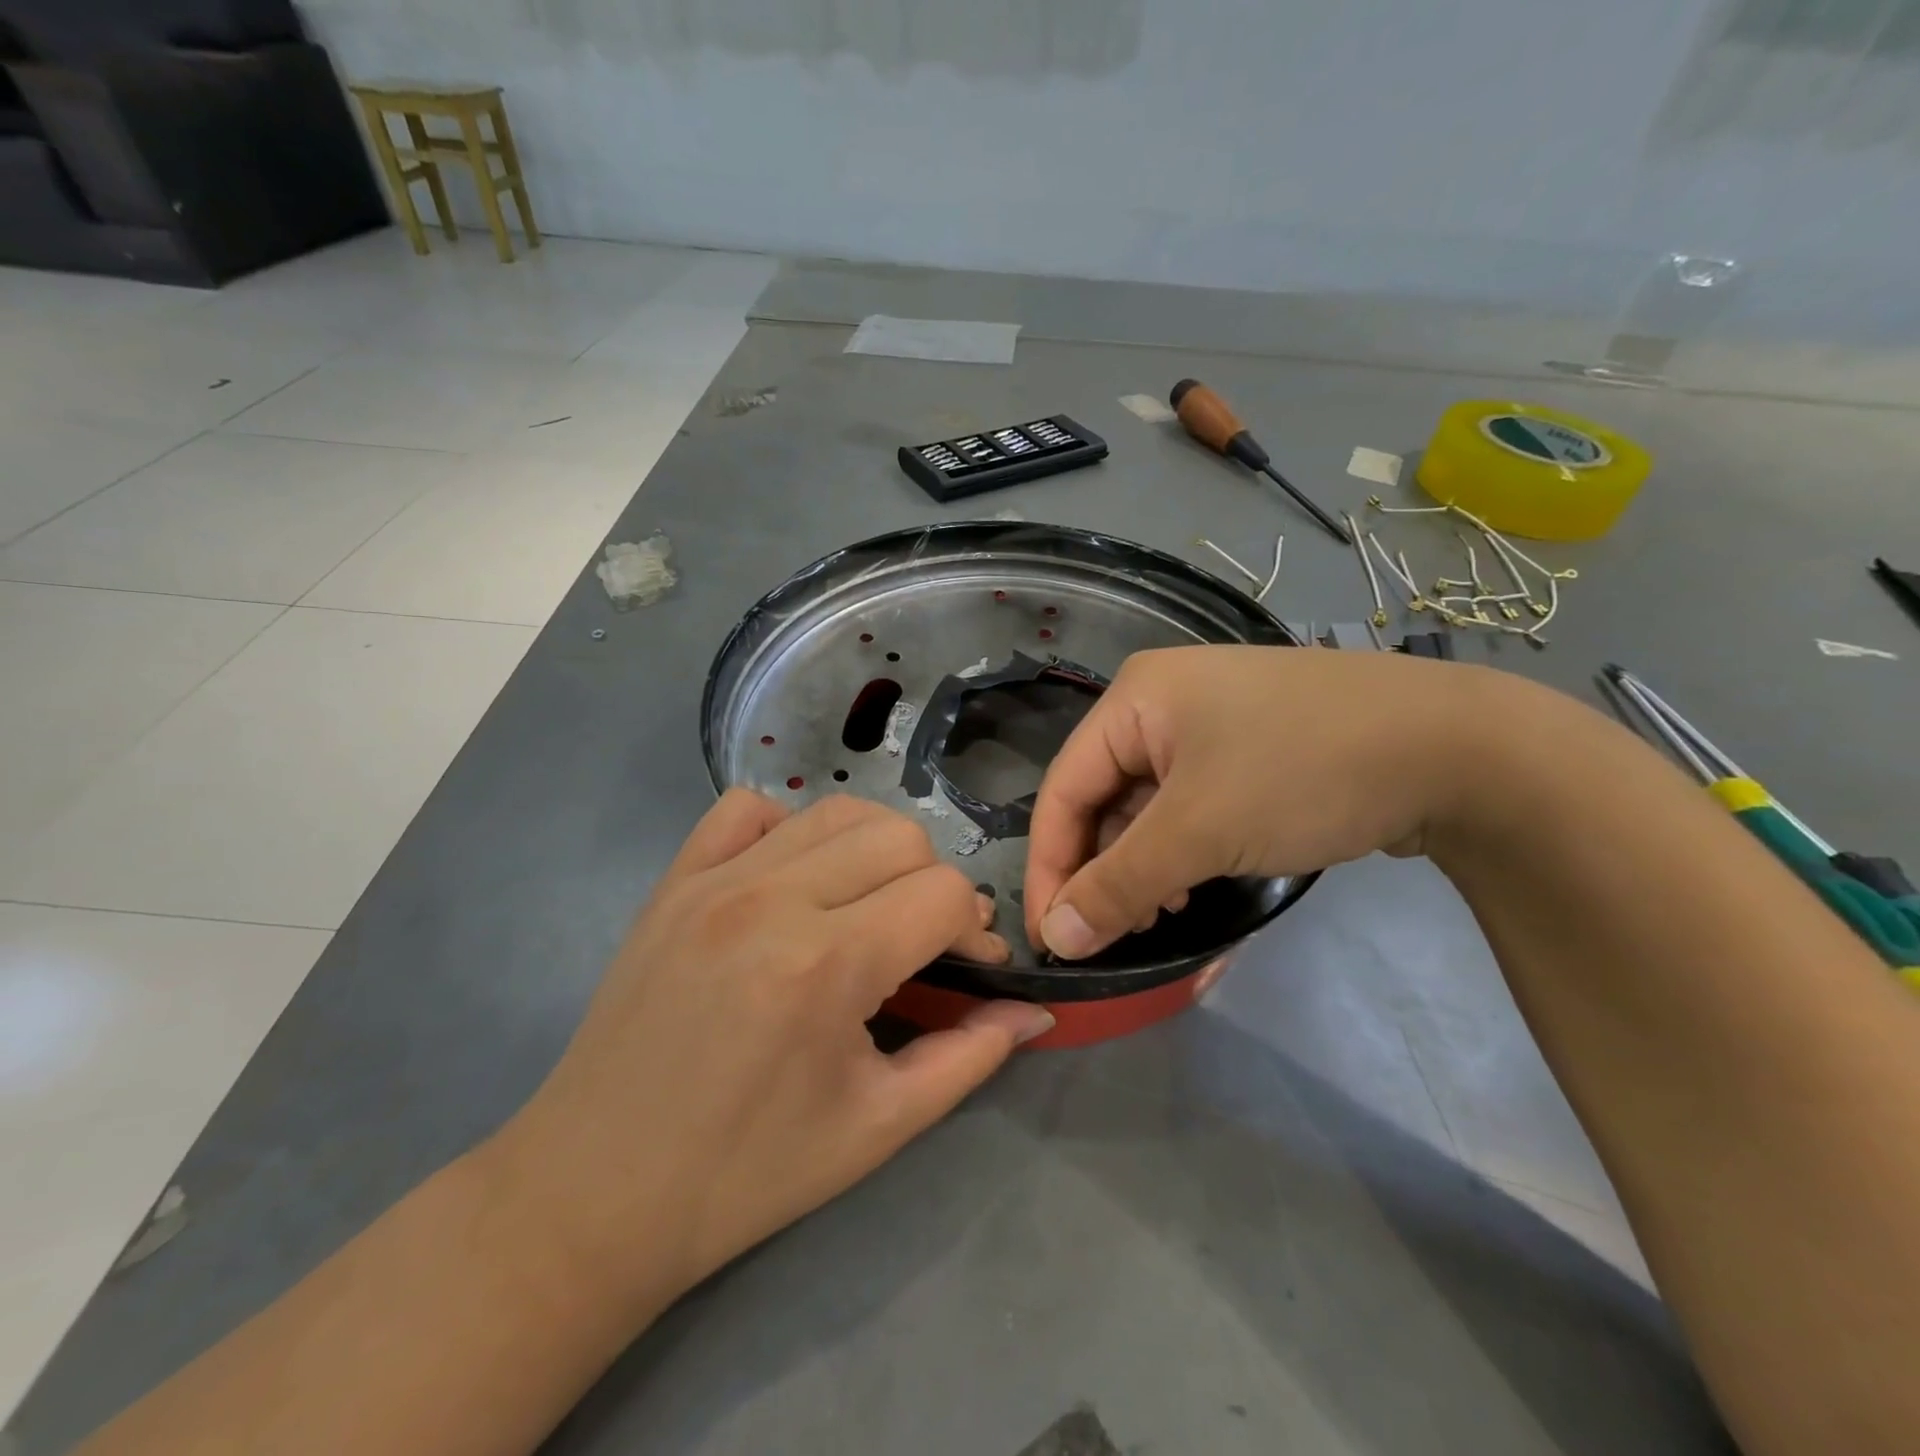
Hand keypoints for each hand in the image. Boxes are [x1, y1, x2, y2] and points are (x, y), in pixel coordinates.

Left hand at [494, 790, 1052, 1308]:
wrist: (596, 1190)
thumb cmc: (747, 1172)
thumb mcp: (878, 1127)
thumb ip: (970, 1056)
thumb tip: (1033, 1010)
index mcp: (827, 966)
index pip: (944, 894)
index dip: (974, 931)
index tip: (970, 969)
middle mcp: (774, 900)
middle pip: (900, 836)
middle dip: (933, 883)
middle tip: (920, 941)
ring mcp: (716, 880)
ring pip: (836, 811)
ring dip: (875, 851)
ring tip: (867, 906)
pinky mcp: (674, 880)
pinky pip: (746, 809)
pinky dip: (788, 827)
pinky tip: (793, 878)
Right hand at [1023, 645, 1489, 958]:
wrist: (1459, 748)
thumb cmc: (1304, 773)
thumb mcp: (1199, 831)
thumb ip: (1119, 886)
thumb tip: (1057, 939)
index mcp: (1134, 698)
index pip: (1063, 789)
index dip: (1049, 865)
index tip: (1050, 937)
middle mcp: (1162, 701)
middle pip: (1102, 797)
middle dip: (1100, 869)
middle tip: (1108, 935)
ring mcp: (1209, 723)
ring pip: (1145, 806)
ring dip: (1140, 865)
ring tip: (1155, 916)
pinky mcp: (1249, 748)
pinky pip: (1188, 805)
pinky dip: (1179, 849)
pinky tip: (1191, 886)